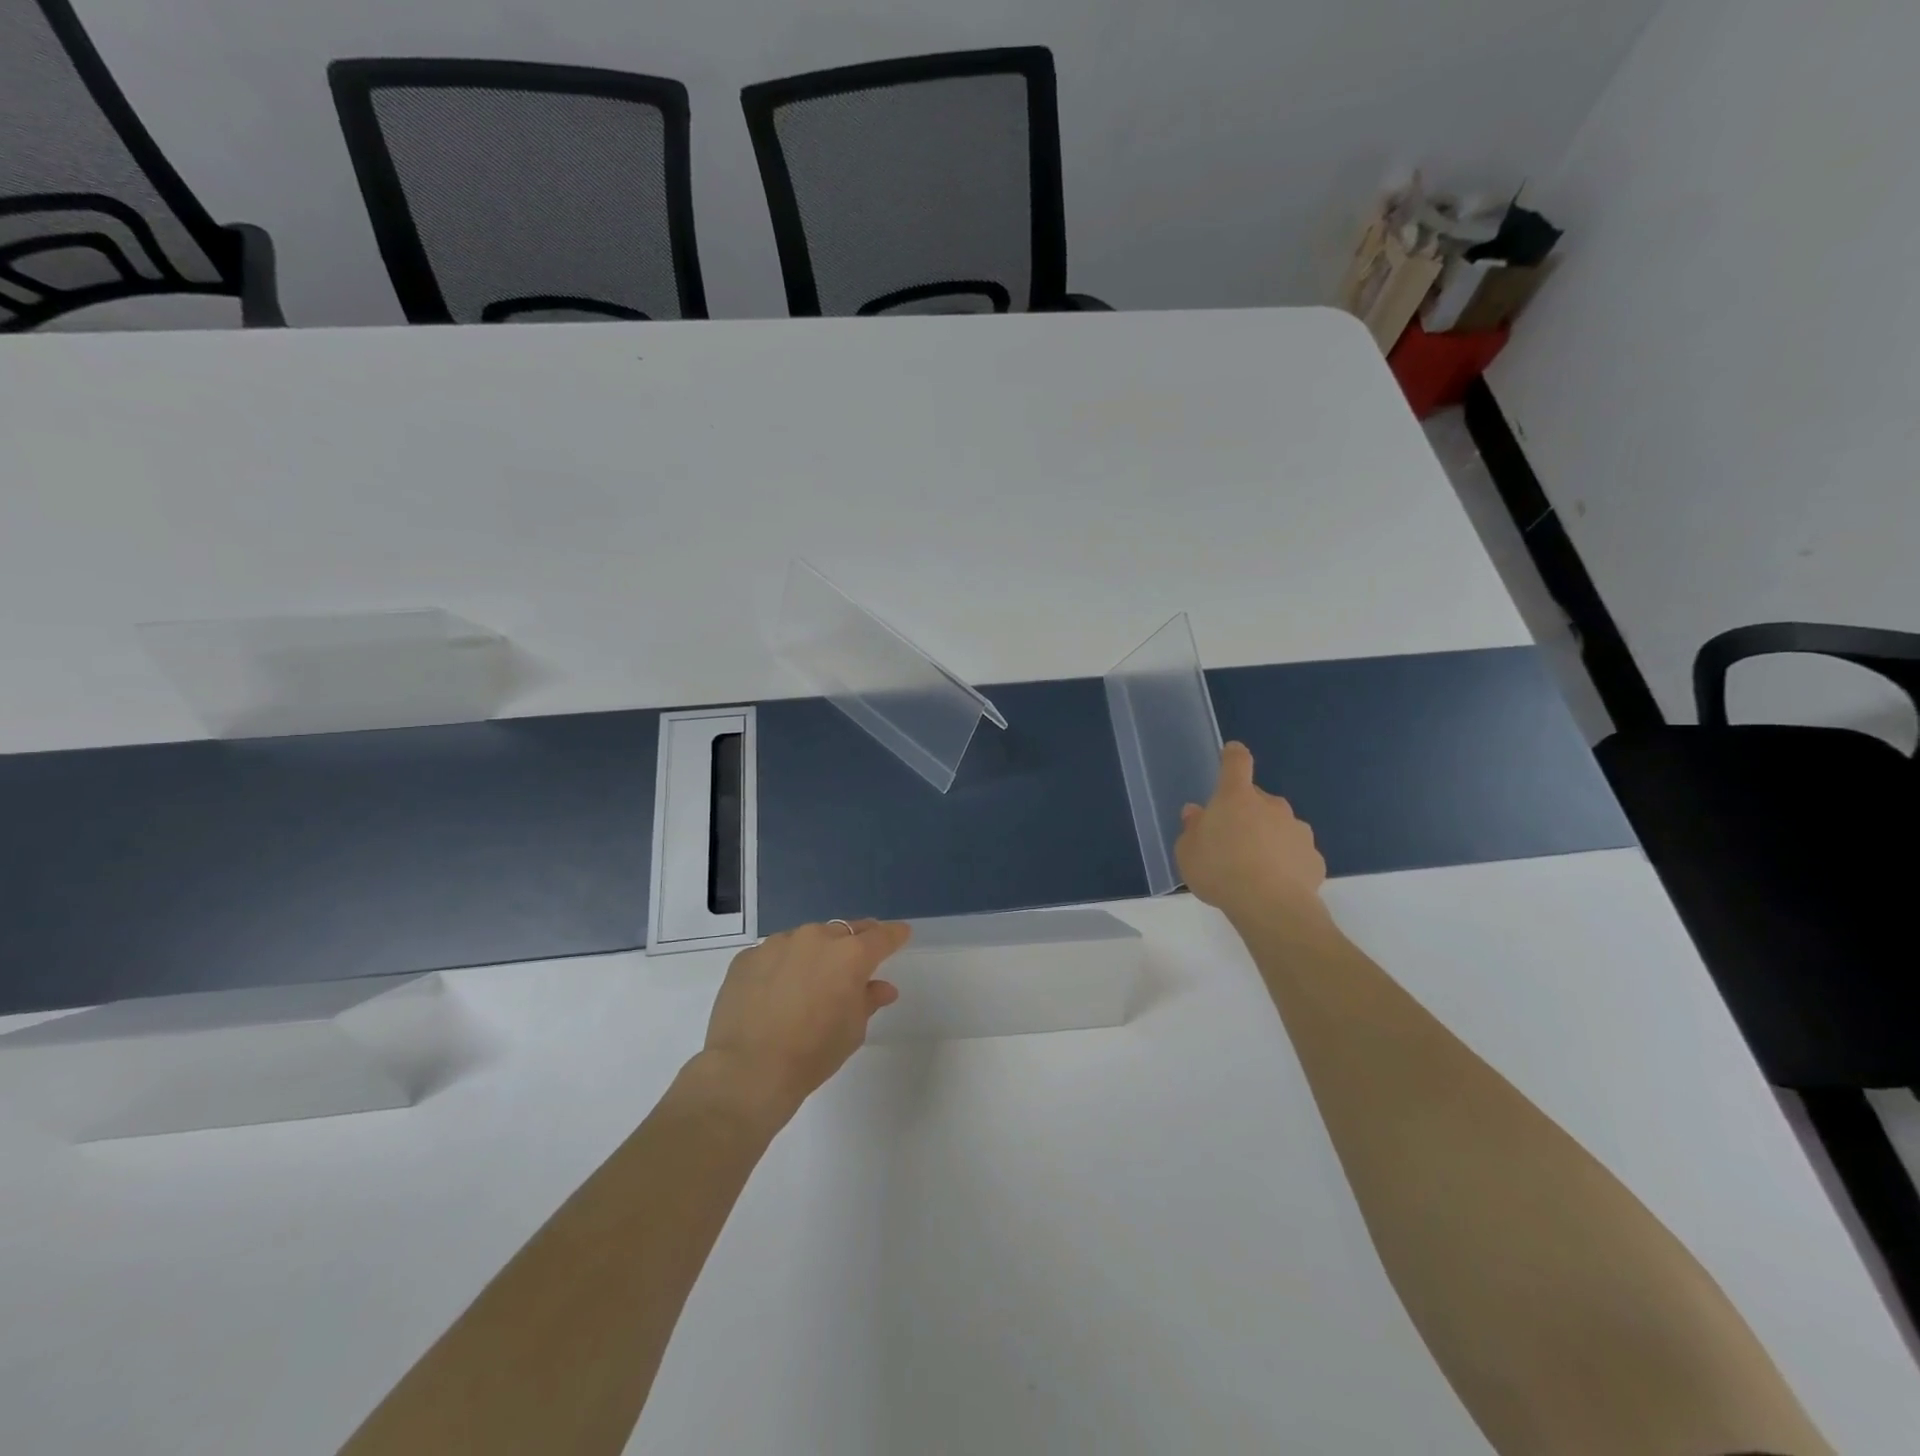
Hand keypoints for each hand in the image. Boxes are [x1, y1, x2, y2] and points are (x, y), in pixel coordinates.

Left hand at [700, 919, 910, 1128]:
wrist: (748, 1070)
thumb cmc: (812, 1053)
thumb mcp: (852, 1031)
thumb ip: (868, 1000)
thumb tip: (881, 987)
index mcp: (850, 955)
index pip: (882, 936)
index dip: (894, 935)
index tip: (901, 934)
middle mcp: (816, 938)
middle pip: (843, 932)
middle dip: (852, 944)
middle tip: (854, 961)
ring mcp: (778, 944)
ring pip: (805, 940)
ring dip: (813, 954)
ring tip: (808, 982)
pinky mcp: (747, 957)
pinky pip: (773, 955)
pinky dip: (780, 967)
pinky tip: (774, 992)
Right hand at [1175, 742, 1327, 925]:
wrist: (1271, 907)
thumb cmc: (1219, 871)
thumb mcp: (1187, 852)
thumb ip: (1192, 829)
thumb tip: (1196, 813)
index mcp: (1236, 797)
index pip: (1236, 763)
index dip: (1233, 755)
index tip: (1231, 752)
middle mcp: (1271, 805)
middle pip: (1257, 799)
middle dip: (1246, 812)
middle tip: (1231, 839)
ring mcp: (1297, 830)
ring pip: (1279, 826)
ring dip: (1268, 837)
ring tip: (1253, 867)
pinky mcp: (1314, 857)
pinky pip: (1295, 853)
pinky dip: (1286, 862)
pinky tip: (1275, 884)